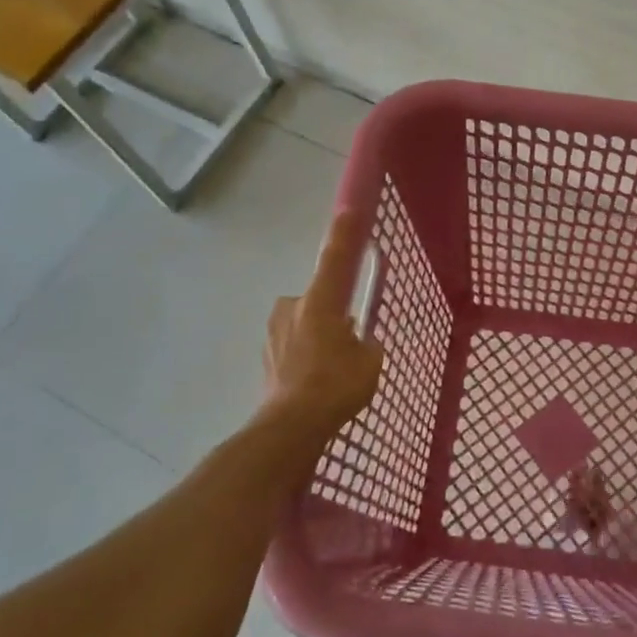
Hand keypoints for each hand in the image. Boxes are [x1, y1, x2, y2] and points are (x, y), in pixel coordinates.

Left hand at [262, 209, 383, 440]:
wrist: (290, 427)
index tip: (349, 209)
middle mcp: (293, 308)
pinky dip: (305, 356)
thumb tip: (360, 342)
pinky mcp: (266, 356)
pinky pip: (293, 346)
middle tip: (349, 339)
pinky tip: (315, 381)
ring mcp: (275, 333)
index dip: (344, 234)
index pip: (335, 259)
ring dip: (317, 336)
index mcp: (320, 302)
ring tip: (332, 369)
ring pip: (304, 323)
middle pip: (319, 298)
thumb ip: (367, 344)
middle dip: (332, 313)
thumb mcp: (370, 362)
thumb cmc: (336, 386)